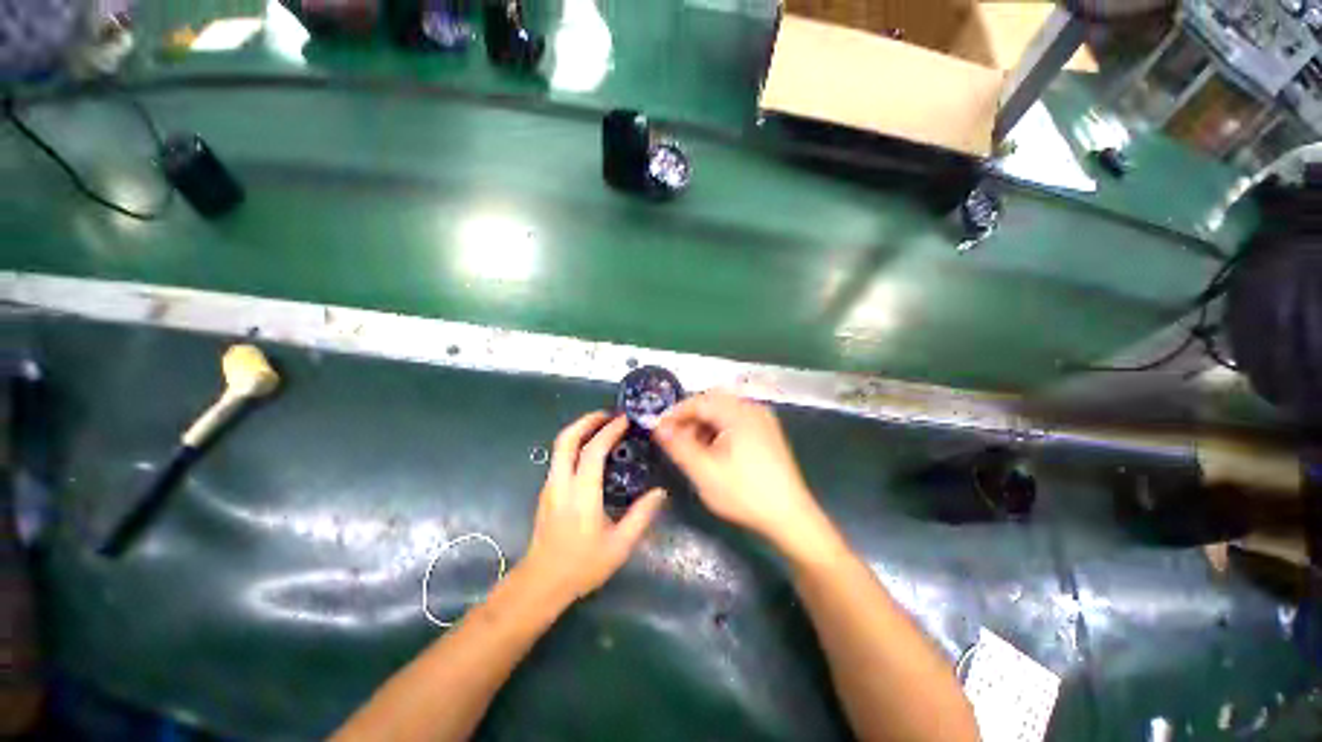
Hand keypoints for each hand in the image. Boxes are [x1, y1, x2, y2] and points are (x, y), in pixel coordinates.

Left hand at [521, 412, 666, 605]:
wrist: (541, 583)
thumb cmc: (582, 565)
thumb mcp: (619, 545)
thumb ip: (641, 516)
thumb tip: (660, 492)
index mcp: (581, 494)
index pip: (593, 451)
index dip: (609, 431)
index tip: (625, 420)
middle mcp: (561, 483)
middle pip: (566, 439)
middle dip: (586, 420)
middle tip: (608, 414)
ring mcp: (550, 486)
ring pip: (559, 446)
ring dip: (579, 430)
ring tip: (601, 426)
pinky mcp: (547, 491)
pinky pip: (559, 457)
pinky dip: (575, 443)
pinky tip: (591, 451)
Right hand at [654, 391, 827, 551]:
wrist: (790, 517)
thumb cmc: (745, 494)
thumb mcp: (705, 471)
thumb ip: (679, 446)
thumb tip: (659, 428)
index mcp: (738, 413)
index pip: (699, 401)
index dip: (675, 413)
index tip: (658, 429)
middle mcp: (752, 409)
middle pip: (712, 402)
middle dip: (690, 418)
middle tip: (674, 438)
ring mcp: (762, 420)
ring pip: (724, 411)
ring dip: (704, 424)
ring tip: (691, 447)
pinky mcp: (767, 432)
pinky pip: (736, 420)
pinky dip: (719, 429)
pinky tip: (713, 450)